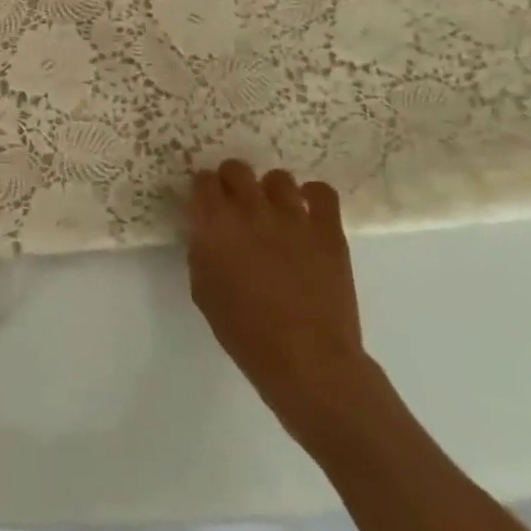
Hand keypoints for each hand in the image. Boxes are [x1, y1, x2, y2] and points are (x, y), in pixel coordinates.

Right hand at [188, 161, 377, 445]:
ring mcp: (293, 217)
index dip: (203, 190)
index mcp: (215, 224)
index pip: (203, 181)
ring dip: (270, 191)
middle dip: (232, 182)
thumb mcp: (204, 291)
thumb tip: (207, 231)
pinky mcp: (328, 230)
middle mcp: (251, 210)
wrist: (308, 362)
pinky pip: (322, 192)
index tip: (206, 204)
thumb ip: (202, 251)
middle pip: (236, 169)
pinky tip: (308, 213)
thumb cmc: (246, 333)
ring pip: (277, 177)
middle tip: (235, 205)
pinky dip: (313, 197)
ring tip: (274, 212)